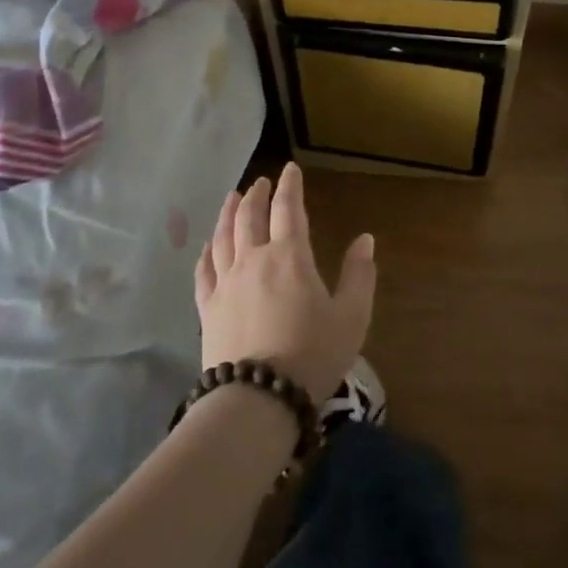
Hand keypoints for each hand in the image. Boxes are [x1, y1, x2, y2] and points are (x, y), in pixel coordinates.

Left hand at [195, 163, 375, 403]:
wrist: (258, 399)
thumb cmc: (312, 354)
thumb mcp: (351, 316)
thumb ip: (359, 274)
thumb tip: (365, 239)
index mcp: (289, 257)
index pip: (288, 209)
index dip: (289, 186)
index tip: (290, 169)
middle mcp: (253, 260)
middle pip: (250, 217)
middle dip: (256, 195)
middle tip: (260, 182)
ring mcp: (225, 284)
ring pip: (222, 237)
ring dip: (228, 213)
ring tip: (232, 198)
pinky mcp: (208, 308)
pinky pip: (203, 271)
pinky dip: (206, 253)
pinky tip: (207, 247)